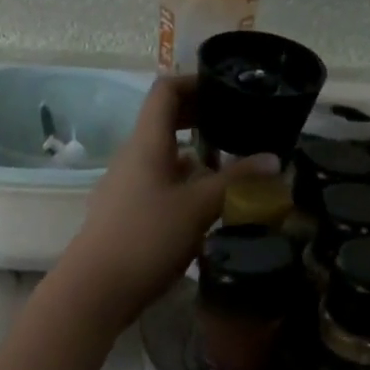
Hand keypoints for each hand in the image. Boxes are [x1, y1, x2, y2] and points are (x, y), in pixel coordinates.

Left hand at [53, 74, 273, 330]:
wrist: (96, 289)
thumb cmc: (147, 238)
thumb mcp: (199, 207)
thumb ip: (237, 181)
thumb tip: (274, 159)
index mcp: (146, 143)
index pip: (166, 91)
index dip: (195, 81)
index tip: (226, 87)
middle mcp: (132, 157)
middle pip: (165, 123)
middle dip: (201, 119)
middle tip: (238, 125)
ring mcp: (126, 186)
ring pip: (164, 158)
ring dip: (196, 156)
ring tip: (231, 167)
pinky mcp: (126, 214)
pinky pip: (159, 185)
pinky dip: (185, 184)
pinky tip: (207, 205)